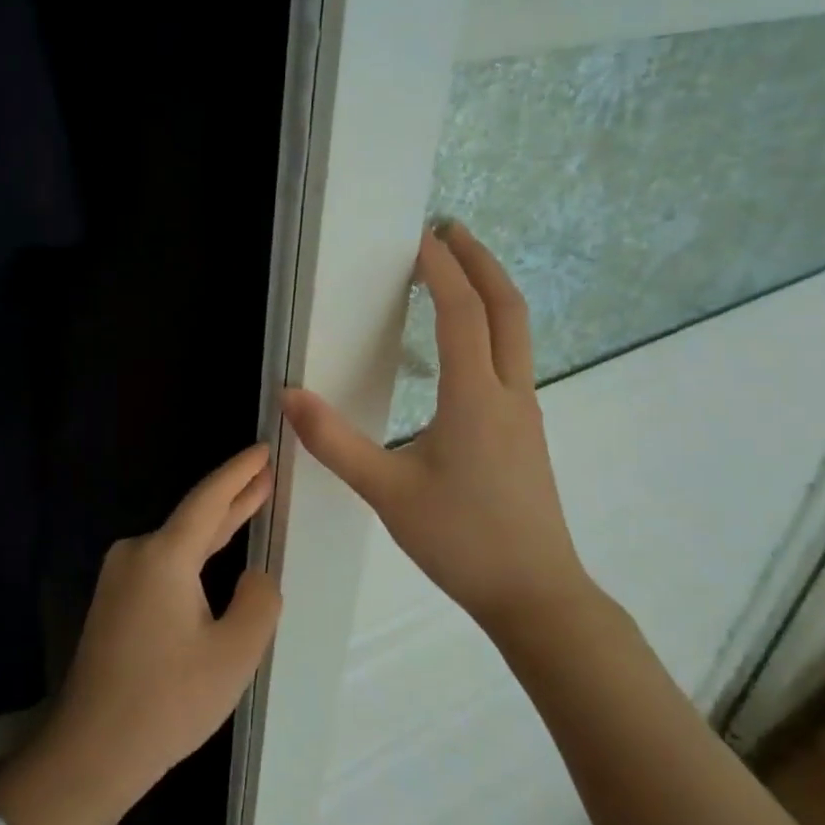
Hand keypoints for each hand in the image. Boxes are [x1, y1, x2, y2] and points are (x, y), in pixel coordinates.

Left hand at [37, 445, 281, 822]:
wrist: (92, 749)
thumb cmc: (168, 701)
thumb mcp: (234, 654)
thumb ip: (258, 601)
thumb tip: (254, 576)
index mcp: (163, 556)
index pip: (209, 500)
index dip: (239, 473)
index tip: (263, 448)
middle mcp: (136, 554)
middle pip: (193, 518)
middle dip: (232, 497)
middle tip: (265, 474)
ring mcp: (119, 577)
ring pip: (178, 544)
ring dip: (214, 529)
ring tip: (249, 506)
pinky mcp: (114, 602)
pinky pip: (162, 566)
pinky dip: (194, 556)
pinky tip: (212, 558)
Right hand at [282, 223, 590, 635]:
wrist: (535, 595)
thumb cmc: (461, 540)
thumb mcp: (387, 492)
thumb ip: (335, 443)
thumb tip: (289, 396)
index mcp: (475, 398)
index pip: (462, 313)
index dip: (442, 270)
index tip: (421, 237)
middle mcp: (508, 393)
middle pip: (508, 307)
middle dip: (481, 262)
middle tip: (450, 230)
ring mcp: (524, 412)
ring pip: (517, 332)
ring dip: (490, 291)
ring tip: (456, 272)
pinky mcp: (525, 431)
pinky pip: (512, 358)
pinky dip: (492, 326)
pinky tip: (465, 344)